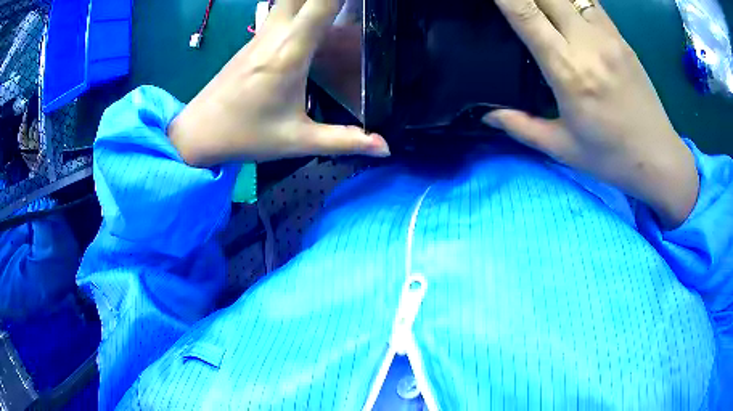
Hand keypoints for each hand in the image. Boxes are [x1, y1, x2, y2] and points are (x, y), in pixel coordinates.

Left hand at [168, 0, 389, 167]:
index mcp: (289, 54)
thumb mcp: (297, 140)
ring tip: (336, 4)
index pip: (321, 5)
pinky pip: (279, 8)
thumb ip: (344, 140)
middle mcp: (274, 35)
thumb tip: (387, 147)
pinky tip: (311, 10)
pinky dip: (298, 3)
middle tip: (351, 2)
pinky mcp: (253, 39)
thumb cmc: (245, 136)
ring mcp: (260, 34)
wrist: (197, 133)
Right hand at [486, 0, 698, 227]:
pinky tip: (565, 7)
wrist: (659, 158)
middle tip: (515, 2)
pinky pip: (590, 2)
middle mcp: (587, 43)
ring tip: (540, 5)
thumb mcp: (563, 148)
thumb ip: (520, 126)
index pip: (525, 14)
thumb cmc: (611, 157)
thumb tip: (486, 114)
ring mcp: (607, 36)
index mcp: (567, 70)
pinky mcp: (621, 37)